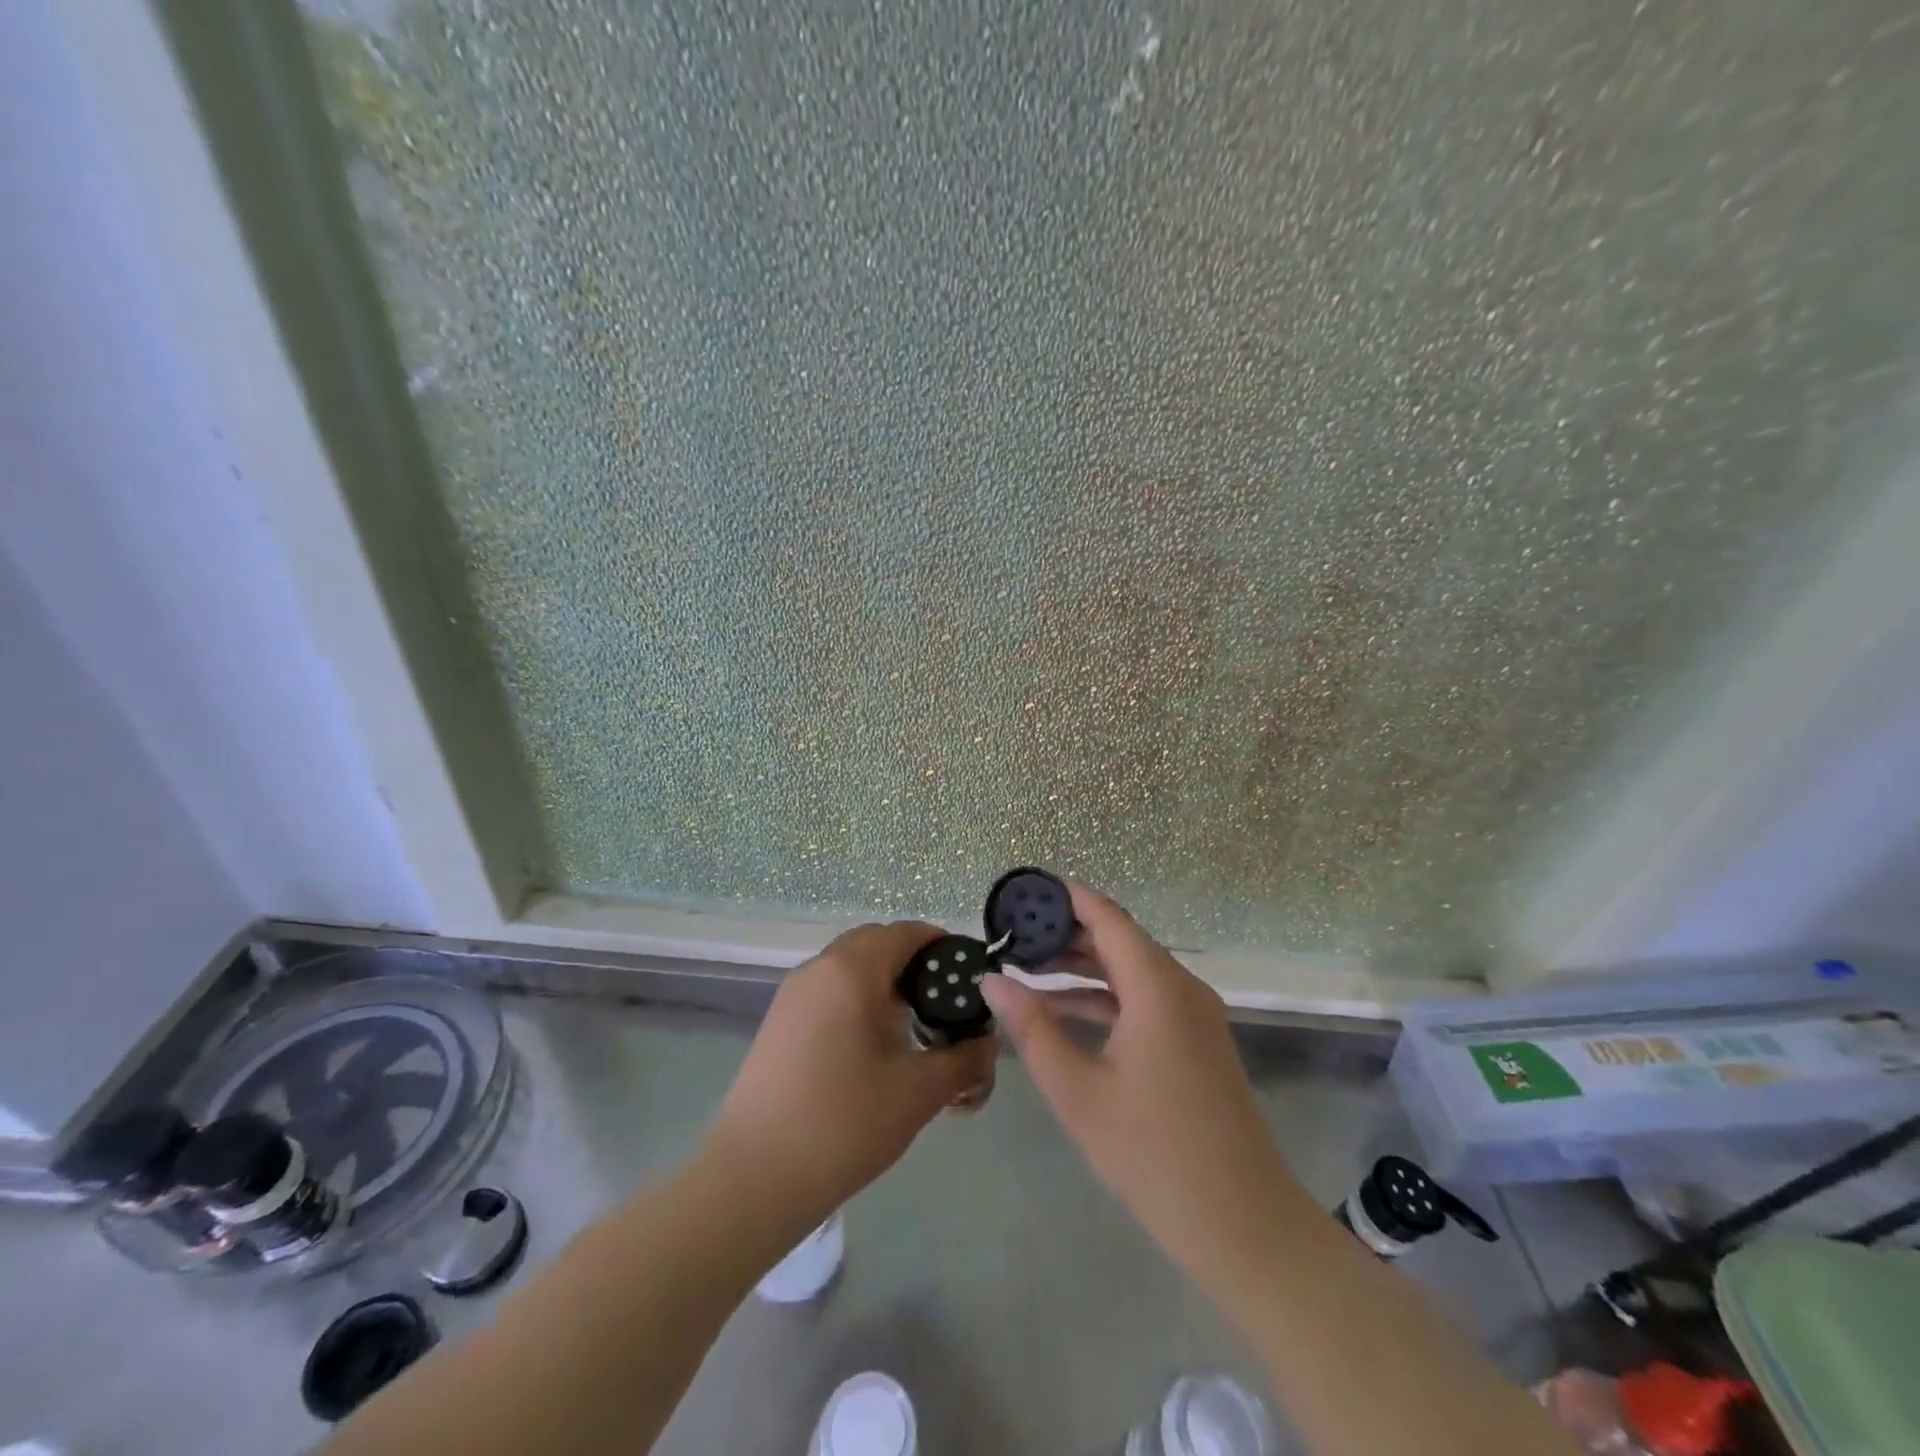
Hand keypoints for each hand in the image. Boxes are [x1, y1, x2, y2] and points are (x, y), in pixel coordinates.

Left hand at [704, 921, 998, 1226]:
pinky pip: (829, 989)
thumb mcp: (918, 1092)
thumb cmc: (844, 1124)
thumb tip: (990, 1043)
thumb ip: (963, 1060)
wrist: (754, 1177)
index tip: (969, 975)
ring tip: (912, 1024)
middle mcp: (819, 968)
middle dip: (913, 962)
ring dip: (884, 980)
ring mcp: (793, 994)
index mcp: (852, 971)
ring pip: (849, 965)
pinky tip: (872, 1043)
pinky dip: (857, 997)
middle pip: (875, 942)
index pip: (905, 932)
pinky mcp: (779, 1021)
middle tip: (944, 1002)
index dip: (942, 945)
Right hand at [980, 884, 1310, 1283]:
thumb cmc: (1153, 1154)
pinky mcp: (1196, 1040)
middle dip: (1067, 934)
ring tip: (1028, 967)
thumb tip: (991, 981)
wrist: (1242, 1224)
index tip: (1024, 893)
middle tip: (1014, 934)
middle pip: (1119, 940)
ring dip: (1083, 967)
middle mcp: (1182, 988)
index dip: (1067, 899)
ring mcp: (1194, 1015)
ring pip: (1132, 970)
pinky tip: (1064, 1010)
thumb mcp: (1078, 1091)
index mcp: (1157, 988)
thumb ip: (1033, 1029)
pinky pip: (1146, 999)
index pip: (1108, 919)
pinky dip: (1106, 997)